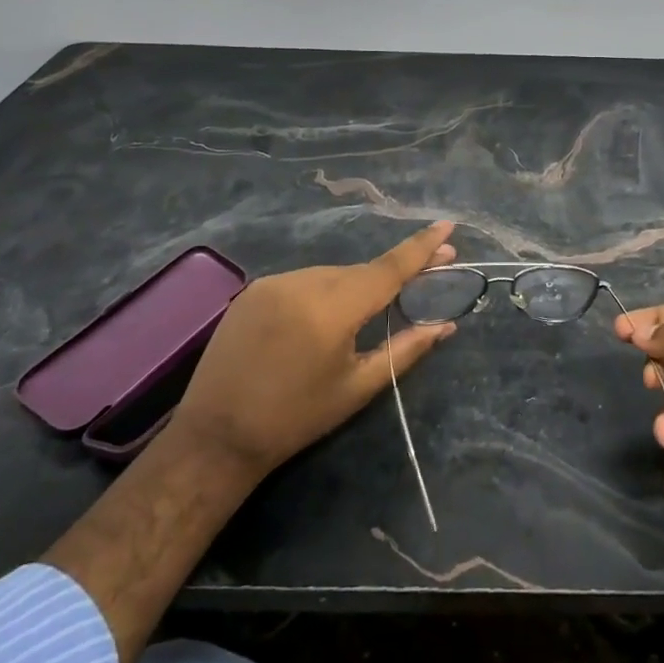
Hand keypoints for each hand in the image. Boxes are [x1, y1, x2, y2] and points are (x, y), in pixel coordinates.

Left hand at [172, 223, 458, 479]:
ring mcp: (274, 282)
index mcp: (333, 310)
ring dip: (355, 286)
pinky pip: (304, 281)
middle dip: (392, 273)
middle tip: (427, 271)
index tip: (447, 225)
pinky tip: (322, 318)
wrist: (216, 437)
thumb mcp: (357, 387)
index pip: (388, 269)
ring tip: (364, 315)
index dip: (421, 247)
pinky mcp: (254, 289)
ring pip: (332, 274)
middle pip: (361, 271)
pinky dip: (323, 291)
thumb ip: (405, 350)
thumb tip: (446, 326)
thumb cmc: (296, 418)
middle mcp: (303, 283)